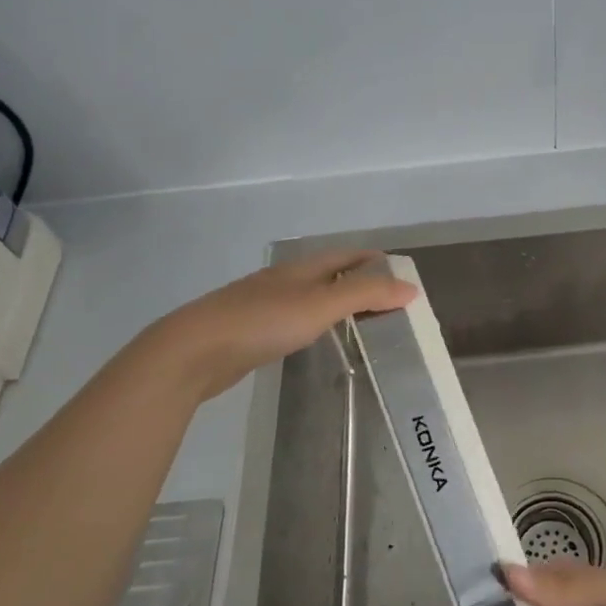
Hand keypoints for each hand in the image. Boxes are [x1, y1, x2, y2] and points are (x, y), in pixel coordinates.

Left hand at [153, 250, 415, 401]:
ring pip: (310, 296)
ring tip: (361, 320)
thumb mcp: (321, 304)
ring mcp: (264, 304)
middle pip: (329, 273)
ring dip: (336, 302)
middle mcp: (284, 280)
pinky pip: (294, 319)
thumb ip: (366, 294)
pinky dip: (315, 322)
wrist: (194, 350)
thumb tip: (411, 288)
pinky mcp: (251, 330)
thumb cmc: (263, 321)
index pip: (347, 255)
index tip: (401, 274)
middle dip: (359, 280)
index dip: (375, 260)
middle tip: (389, 301)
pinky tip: (316, 337)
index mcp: (302, 268)